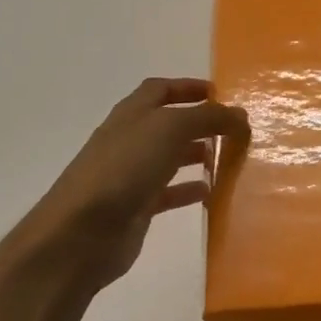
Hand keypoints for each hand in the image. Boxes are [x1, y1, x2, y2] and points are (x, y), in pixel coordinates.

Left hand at [1, 77, 247, 297]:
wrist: (81, 233)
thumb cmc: (124, 168)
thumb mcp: (170, 129)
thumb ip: (208, 117)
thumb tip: (240, 115)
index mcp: (133, 113)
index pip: (160, 89)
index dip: (188, 87)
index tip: (221, 93)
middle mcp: (131, 140)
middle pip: (169, 124)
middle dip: (201, 123)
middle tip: (234, 130)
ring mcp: (132, 175)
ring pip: (171, 157)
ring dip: (199, 154)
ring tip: (230, 158)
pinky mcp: (137, 207)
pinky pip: (170, 192)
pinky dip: (191, 190)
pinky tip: (212, 193)